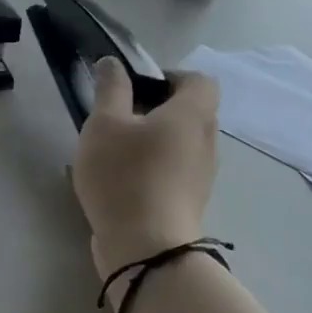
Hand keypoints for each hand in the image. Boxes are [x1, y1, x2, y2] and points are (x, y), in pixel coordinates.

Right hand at [72, 59, 220, 282]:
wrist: (145, 248)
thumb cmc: (124, 176)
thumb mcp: (104, 125)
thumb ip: (110, 89)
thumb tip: (113, 63)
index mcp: (192, 114)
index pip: (199, 79)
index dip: (169, 75)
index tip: (134, 87)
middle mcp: (206, 140)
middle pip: (189, 110)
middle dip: (155, 107)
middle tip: (117, 116)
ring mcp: (202, 174)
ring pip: (180, 141)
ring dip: (152, 138)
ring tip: (114, 150)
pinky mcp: (190, 200)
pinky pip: (174, 168)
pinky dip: (153, 164)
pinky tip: (120, 179)